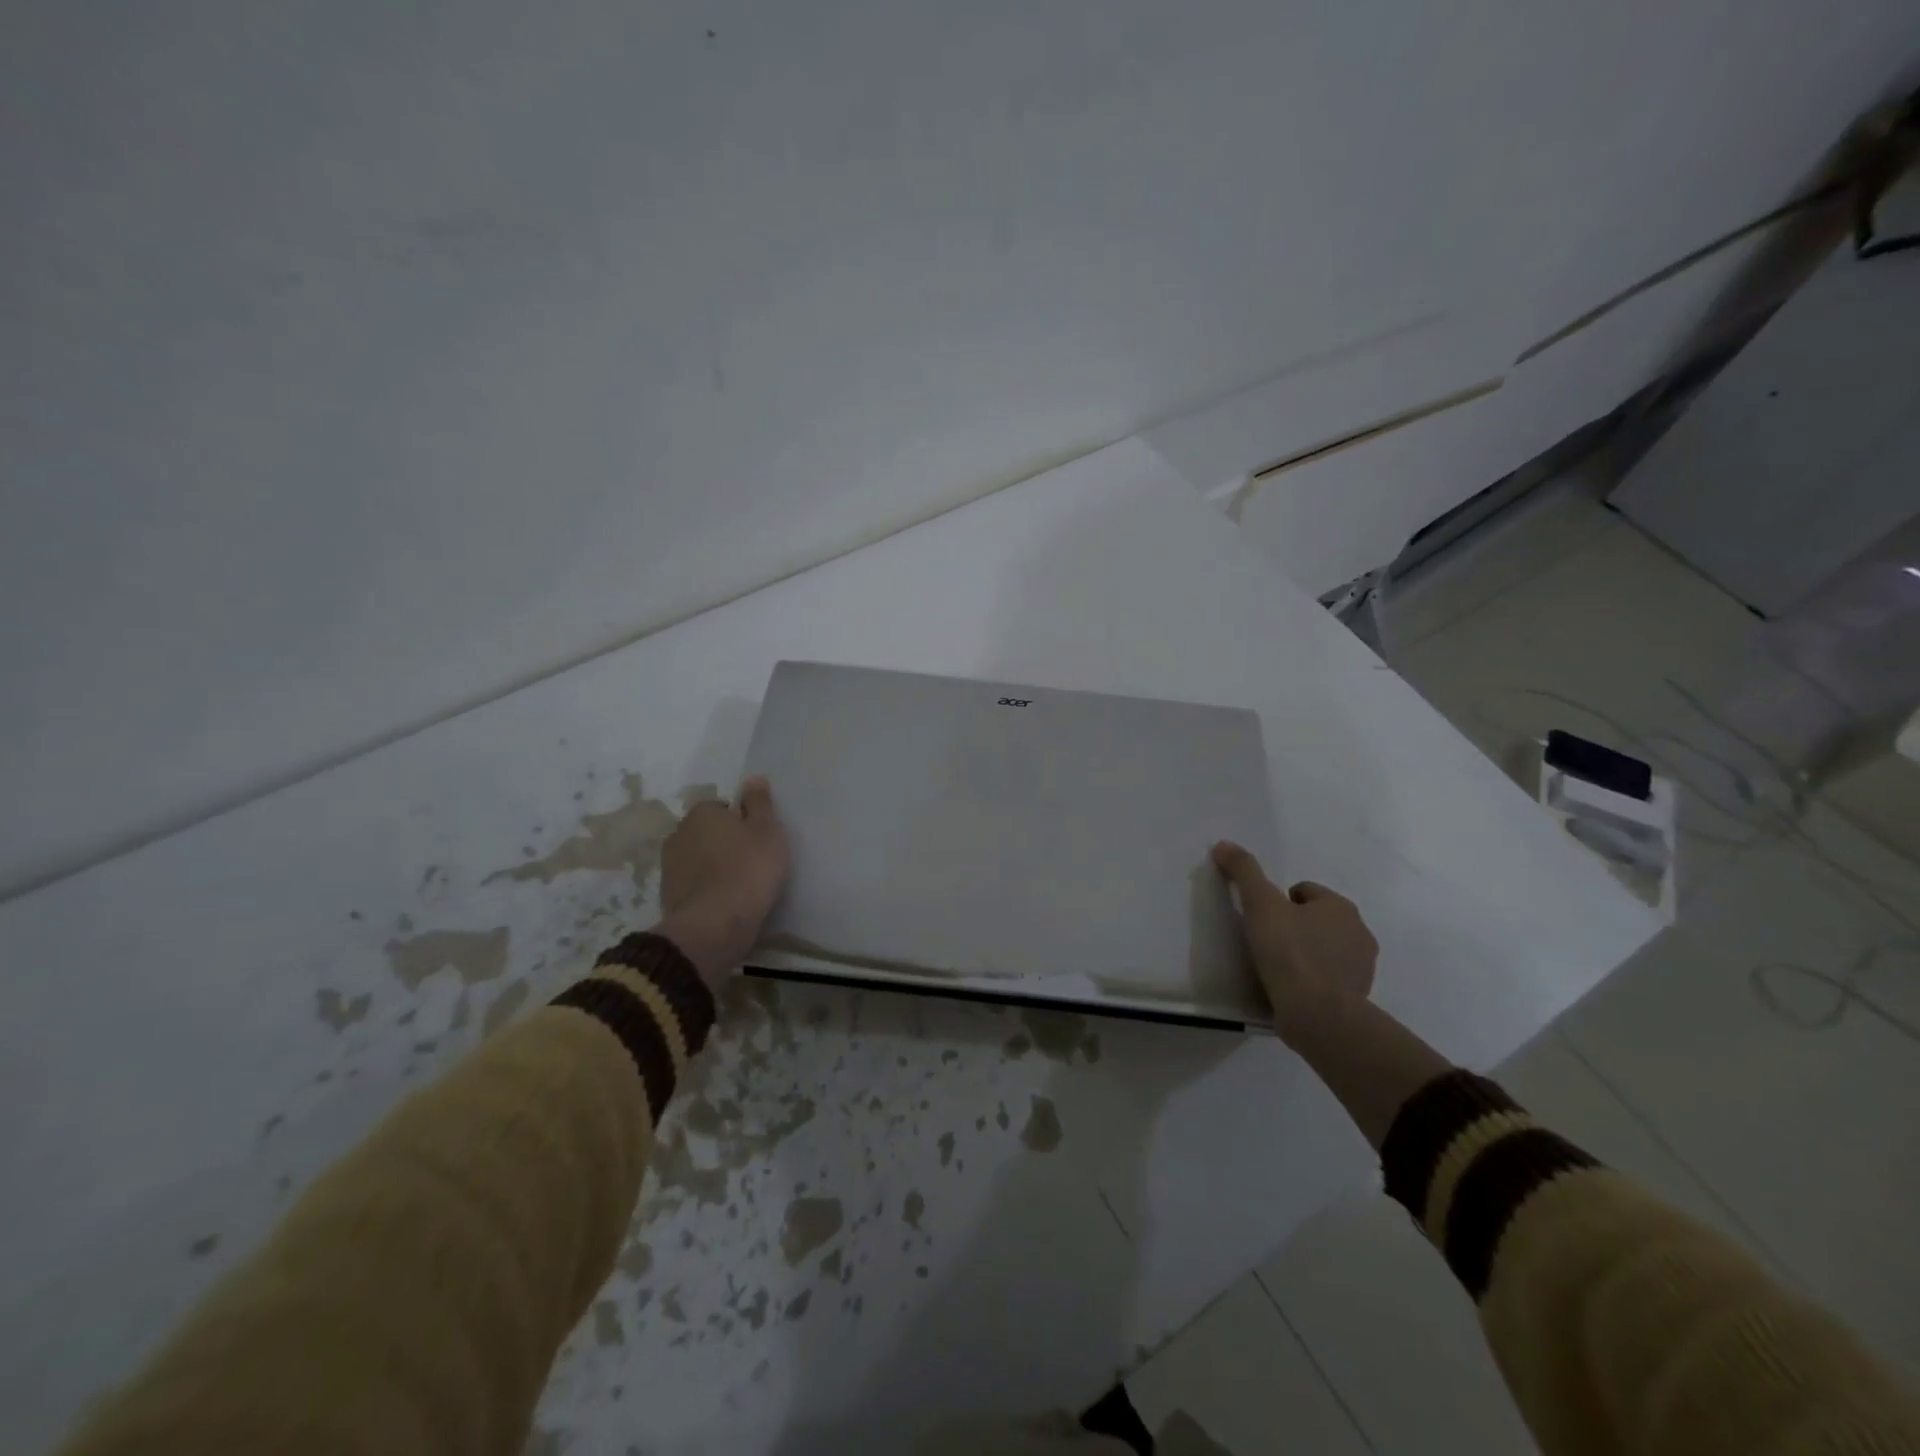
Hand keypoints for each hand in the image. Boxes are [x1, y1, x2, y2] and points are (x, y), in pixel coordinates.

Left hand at [656, 777, 789, 986]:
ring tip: (737, 886)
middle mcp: (678, 833)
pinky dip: (705, 891)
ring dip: (711, 868)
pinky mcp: (667, 897)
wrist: (714, 925)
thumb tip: (753, 778)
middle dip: (722, 843)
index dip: (740, 823)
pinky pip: (692, 885)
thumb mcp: (767, 830)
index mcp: (702, 813)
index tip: (756, 841)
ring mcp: (669, 867)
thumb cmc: (748, 869)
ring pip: (697, 860)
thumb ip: (760, 803)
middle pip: (706, 833)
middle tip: (750, 862)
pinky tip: (723, 903)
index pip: (721, 808)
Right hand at [1212, 841, 1377, 1048]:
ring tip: (1277, 970)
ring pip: (1324, 949)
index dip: (1278, 903)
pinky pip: (1329, 979)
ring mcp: (1362, 968)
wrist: (1319, 1016)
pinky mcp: (1357, 997)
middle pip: (1316, 920)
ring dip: (1305, 955)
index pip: (1303, 891)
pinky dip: (1312, 981)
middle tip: (1266, 945)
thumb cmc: (1291, 953)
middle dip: (1294, 928)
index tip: (1262, 923)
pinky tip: (1291, 991)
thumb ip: (1244, 872)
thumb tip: (1223, 844)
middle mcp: (1359, 933)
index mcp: (1340, 907)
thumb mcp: (1260, 906)